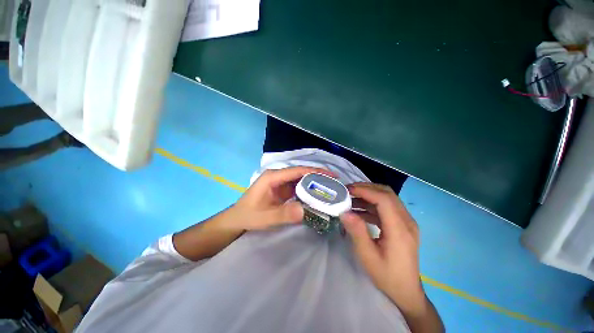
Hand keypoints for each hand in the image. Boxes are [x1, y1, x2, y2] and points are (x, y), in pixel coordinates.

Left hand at [226, 167, 334, 230]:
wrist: (237, 219)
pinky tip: (317, 195)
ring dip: (314, 183)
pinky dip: (308, 190)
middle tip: (335, 183)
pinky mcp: (282, 189)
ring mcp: (280, 182)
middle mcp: (278, 176)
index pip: (297, 170)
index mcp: (273, 177)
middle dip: (318, 176)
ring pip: (300, 179)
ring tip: (330, 189)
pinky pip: (297, 187)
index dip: (315, 171)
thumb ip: (283, 214)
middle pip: (301, 173)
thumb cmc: (248, 216)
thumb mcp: (265, 217)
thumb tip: (304, 210)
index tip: (331, 175)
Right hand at [340, 183, 425, 314]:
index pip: (384, 199)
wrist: (406, 291)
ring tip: (350, 199)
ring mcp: (406, 222)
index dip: (365, 191)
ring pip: (387, 198)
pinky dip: (372, 204)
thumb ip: (357, 232)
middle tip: (348, 191)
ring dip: (368, 195)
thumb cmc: (387, 276)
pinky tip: (359, 210)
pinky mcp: (402, 224)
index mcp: (400, 229)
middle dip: (366, 188)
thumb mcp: (368, 256)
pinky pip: (387, 207)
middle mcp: (406, 221)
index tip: (348, 190)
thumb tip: (344, 212)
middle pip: (387, 193)